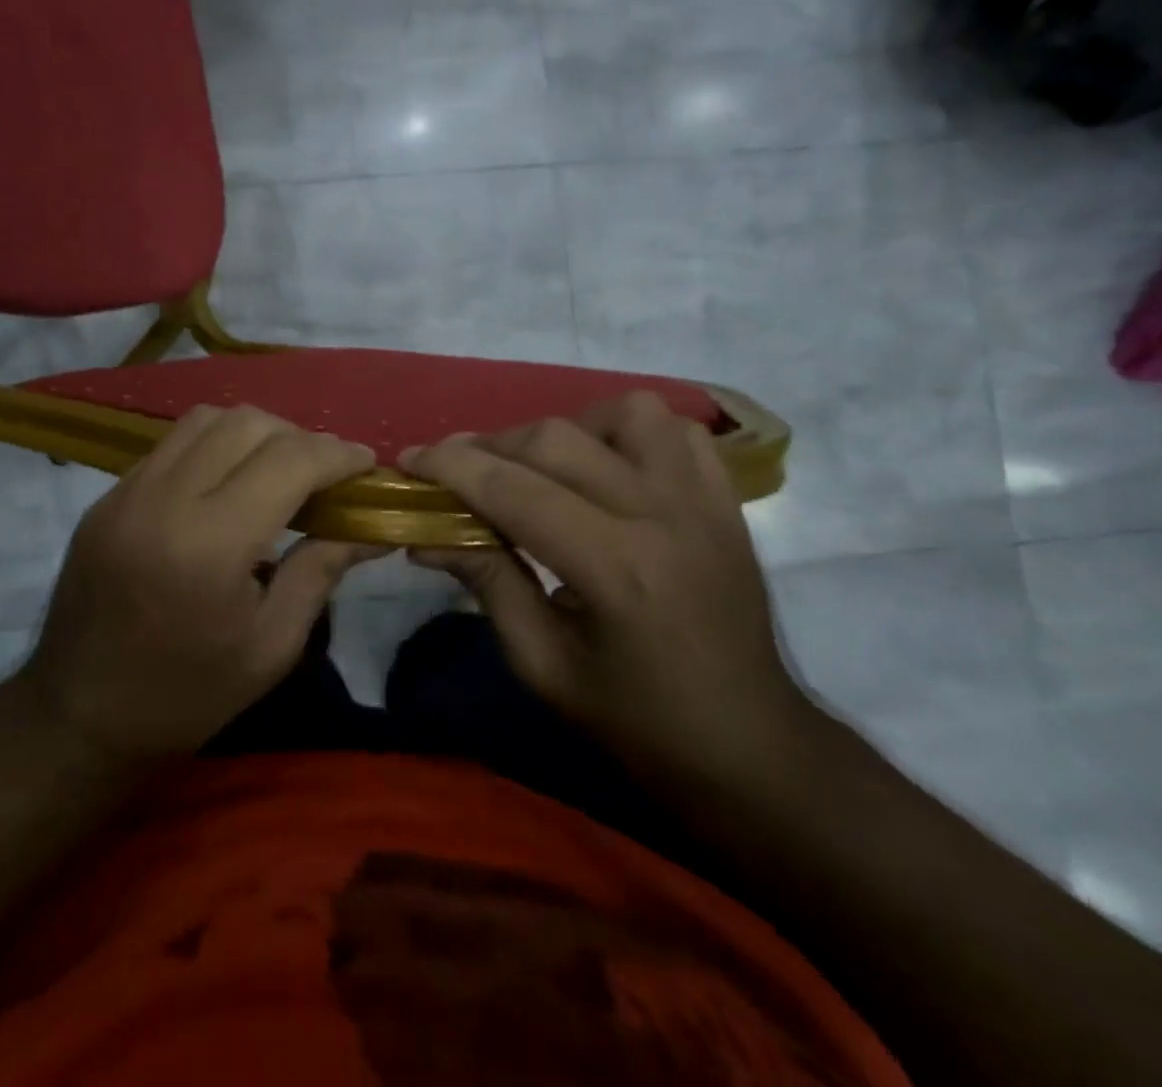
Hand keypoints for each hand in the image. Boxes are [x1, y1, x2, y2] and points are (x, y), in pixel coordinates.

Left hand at [20, 406, 382, 762]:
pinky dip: (214, 446)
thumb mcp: (271, 646)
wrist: (78, 716)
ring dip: (256, 433)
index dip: (338, 454)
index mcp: (209, 545)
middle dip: (300, 438)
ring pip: (207, 420)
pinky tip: (228, 483)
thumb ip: (321, 570)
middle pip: (248, 424)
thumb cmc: (187, 695)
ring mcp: (127, 491)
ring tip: (277, 471)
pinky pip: (173, 444)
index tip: (366, 465)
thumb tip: (374, 528)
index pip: (288, 461)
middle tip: (324, 475)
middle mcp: (164, 500)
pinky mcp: (108, 496)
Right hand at [402, 392, 817, 787]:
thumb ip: (486, 582)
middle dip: (489, 447)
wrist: (750, 749)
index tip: (411, 461)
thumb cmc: (636, 723)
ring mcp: (704, 500)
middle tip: (455, 471)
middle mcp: (664, 515)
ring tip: (540, 468)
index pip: (515, 490)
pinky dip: (627, 431)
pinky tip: (604, 465)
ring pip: (622, 413)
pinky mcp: (727, 500)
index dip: (453, 467)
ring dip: (565, 430)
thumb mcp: (542, 664)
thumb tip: (425, 535)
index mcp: (617, 570)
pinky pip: (674, 429)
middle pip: (557, 439)